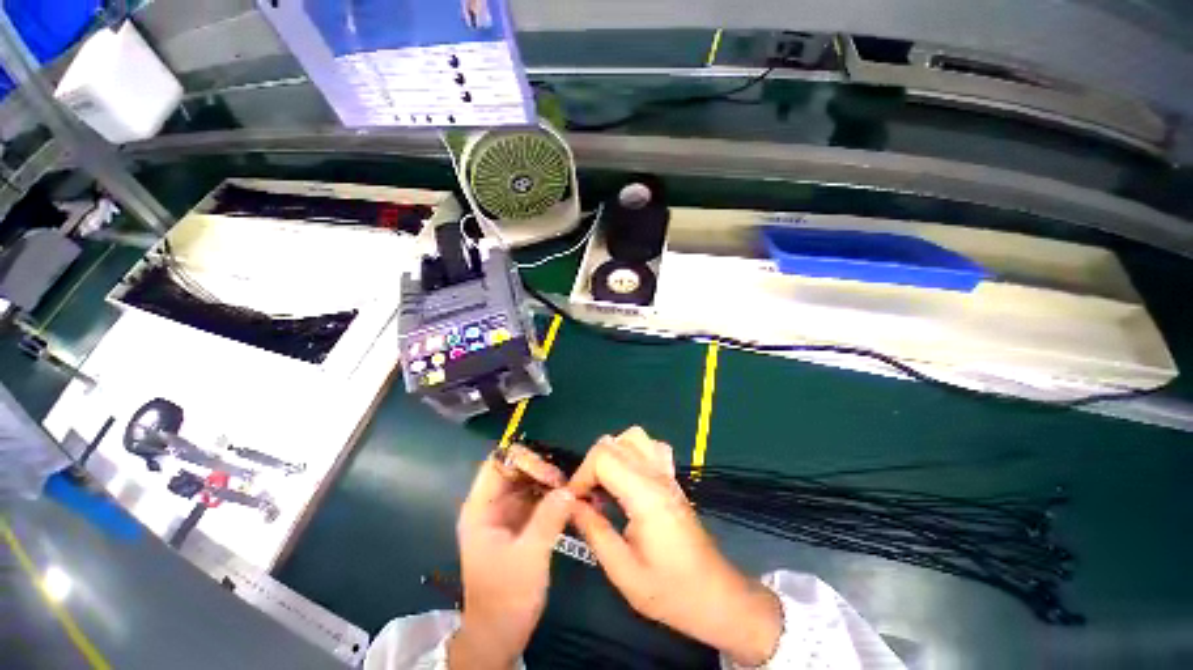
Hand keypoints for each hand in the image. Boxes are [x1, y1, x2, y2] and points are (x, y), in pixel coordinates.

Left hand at [449, 445, 575, 668]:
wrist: (499, 634)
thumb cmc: (506, 597)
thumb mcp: (529, 556)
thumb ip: (548, 518)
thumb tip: (569, 488)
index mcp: (481, 508)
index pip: (498, 464)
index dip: (523, 460)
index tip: (550, 473)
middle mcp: (491, 505)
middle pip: (514, 469)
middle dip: (540, 469)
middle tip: (564, 481)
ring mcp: (505, 513)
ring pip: (527, 481)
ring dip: (548, 480)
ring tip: (570, 488)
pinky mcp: (519, 522)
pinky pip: (535, 497)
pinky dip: (551, 494)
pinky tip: (568, 498)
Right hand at [567, 428, 781, 666]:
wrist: (716, 595)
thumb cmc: (670, 590)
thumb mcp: (623, 571)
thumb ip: (594, 531)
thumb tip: (570, 505)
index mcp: (644, 495)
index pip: (603, 457)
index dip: (581, 475)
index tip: (574, 502)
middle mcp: (656, 475)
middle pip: (613, 442)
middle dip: (591, 465)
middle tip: (587, 496)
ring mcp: (667, 473)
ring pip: (634, 436)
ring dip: (612, 453)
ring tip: (605, 483)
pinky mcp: (672, 478)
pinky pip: (651, 447)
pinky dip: (633, 452)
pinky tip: (629, 477)